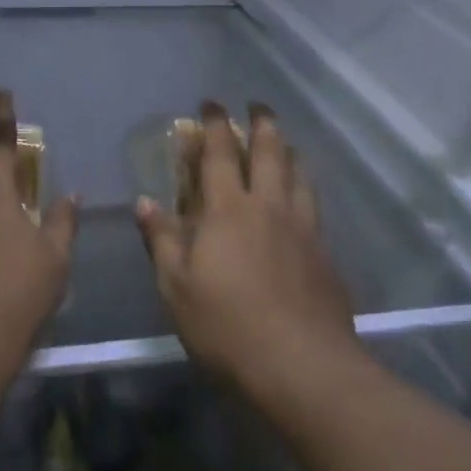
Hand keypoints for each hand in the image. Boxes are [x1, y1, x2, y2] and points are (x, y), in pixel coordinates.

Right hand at [136, 101, 365, 404]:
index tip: (211, 104)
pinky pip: (314, 206)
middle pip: (269, 154)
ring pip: (299, 175)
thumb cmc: (228, 326)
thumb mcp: (177, 288)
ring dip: (290, 151)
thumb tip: (146, 202)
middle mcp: (268, 208)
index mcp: (228, 211)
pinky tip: (305, 196)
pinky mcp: (325, 254)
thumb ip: (163, 241)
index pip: (220, 155)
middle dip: (262, 124)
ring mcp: (303, 229)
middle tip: (258, 106)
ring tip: (285, 142)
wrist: (303, 366)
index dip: (214, 126)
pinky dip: (306, 187)